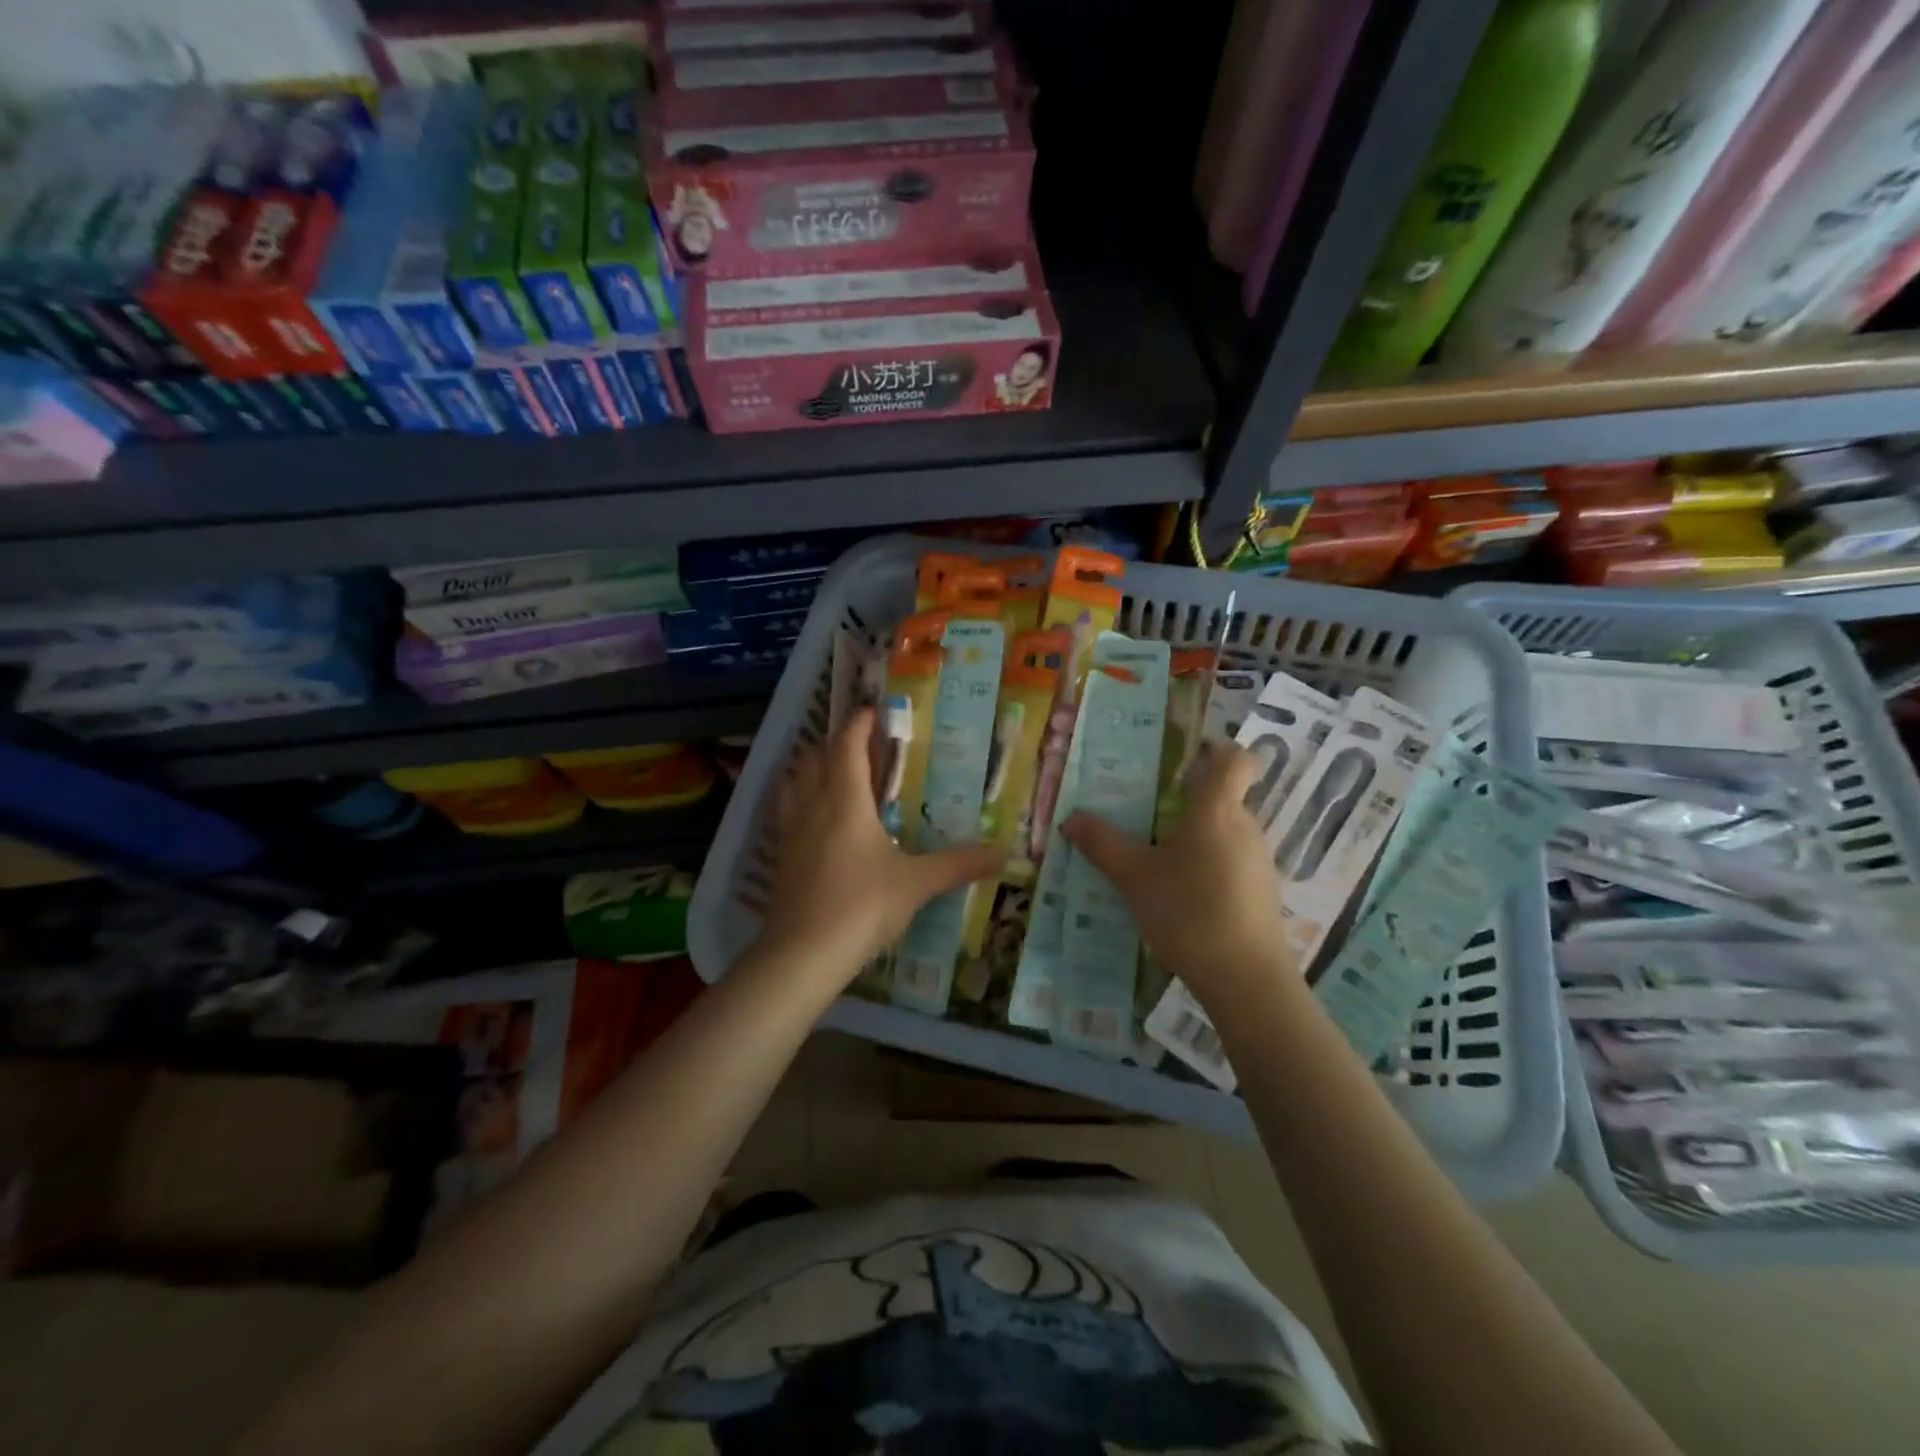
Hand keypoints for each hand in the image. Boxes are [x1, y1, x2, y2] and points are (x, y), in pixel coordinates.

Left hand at [757, 706, 1003, 978]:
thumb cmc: (862, 906)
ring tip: (833, 775)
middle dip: (834, 744)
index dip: (859, 724)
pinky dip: (800, 802)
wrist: (802, 954)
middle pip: (814, 758)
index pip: (847, 746)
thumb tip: (1002, 852)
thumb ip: (958, 865)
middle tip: (860, 746)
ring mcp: (790, 833)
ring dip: (811, 769)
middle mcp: (813, 807)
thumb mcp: (916, 884)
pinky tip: (816, 823)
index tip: (874, 711)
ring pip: (794, 783)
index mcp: (845, 801)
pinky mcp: (780, 859)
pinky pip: (787, 813)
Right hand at [1062, 741, 1298, 1011]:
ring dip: (1196, 835)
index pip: (1235, 759)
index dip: (1216, 750)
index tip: (1186, 757)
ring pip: (1226, 831)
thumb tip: (1071, 818)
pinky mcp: (1262, 891)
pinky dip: (1209, 864)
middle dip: (1188, 799)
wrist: (1245, 978)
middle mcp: (1245, 826)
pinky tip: (1182, 893)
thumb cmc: (1187, 912)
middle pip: (1223, 796)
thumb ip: (1102, 843)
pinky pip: (1232, 861)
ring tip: (1157, 856)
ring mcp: (1259, 860)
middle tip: (1146, 811)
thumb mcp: (1133, 877)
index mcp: (1217, 810)